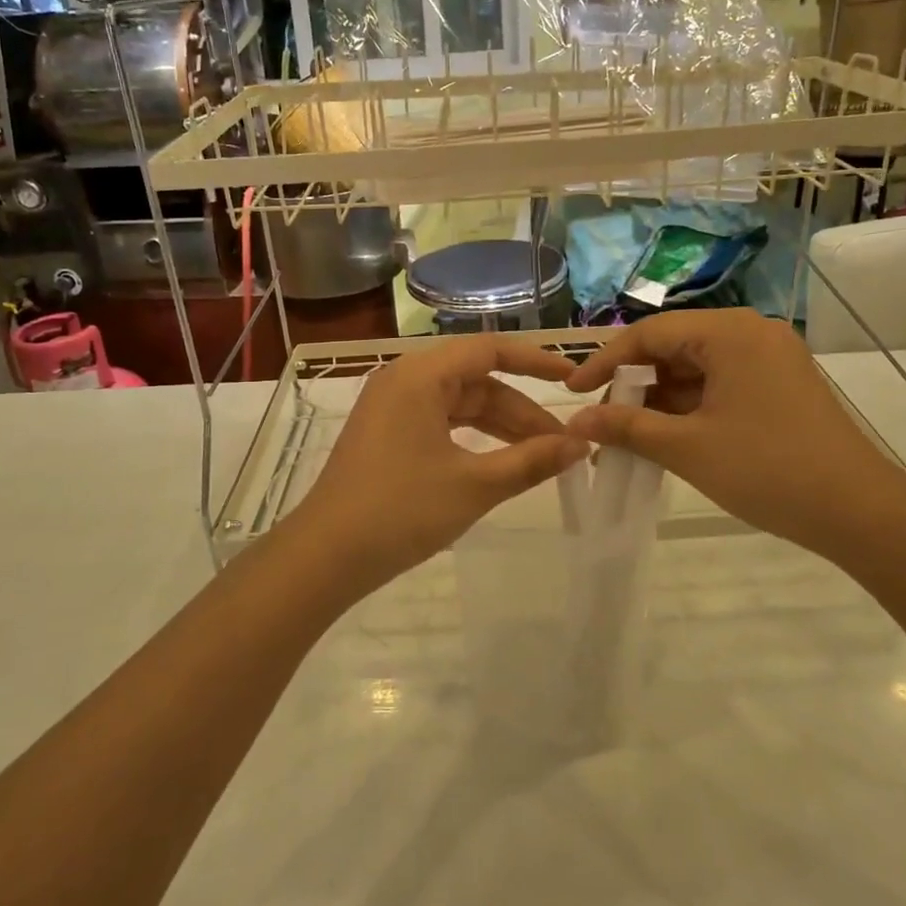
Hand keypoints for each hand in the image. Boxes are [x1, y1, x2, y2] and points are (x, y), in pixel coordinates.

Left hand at [287, 337, 589, 594]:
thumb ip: (531, 461)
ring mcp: (391, 408)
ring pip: (460, 404)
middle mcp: (403, 380)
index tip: (573, 378)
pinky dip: (473, 438)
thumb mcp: (474, 486)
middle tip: (563, 442)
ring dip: (500, 426)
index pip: (489, 349)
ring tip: (540, 456)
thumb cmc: (400, 511)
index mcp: (419, 376)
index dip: (536, 361)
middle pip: (476, 380)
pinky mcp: (386, 435)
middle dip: (521, 410)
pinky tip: (498, 461)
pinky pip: (440, 422)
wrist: (325, 556)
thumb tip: (581, 444)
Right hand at [564, 309, 905, 556]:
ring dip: (660, 399)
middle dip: (633, 384)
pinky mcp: (779, 385)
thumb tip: (578, 420)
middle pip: (673, 347)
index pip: (650, 333)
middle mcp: (750, 332)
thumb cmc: (767, 470)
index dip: (605, 362)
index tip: (573, 393)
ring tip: (630, 436)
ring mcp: (769, 358)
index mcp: (729, 333)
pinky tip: (667, 436)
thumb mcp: (687, 448)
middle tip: (604, 421)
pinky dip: (689, 407)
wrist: (859, 512)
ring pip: (695, 368)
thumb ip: (626, 427)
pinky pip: (719, 384)